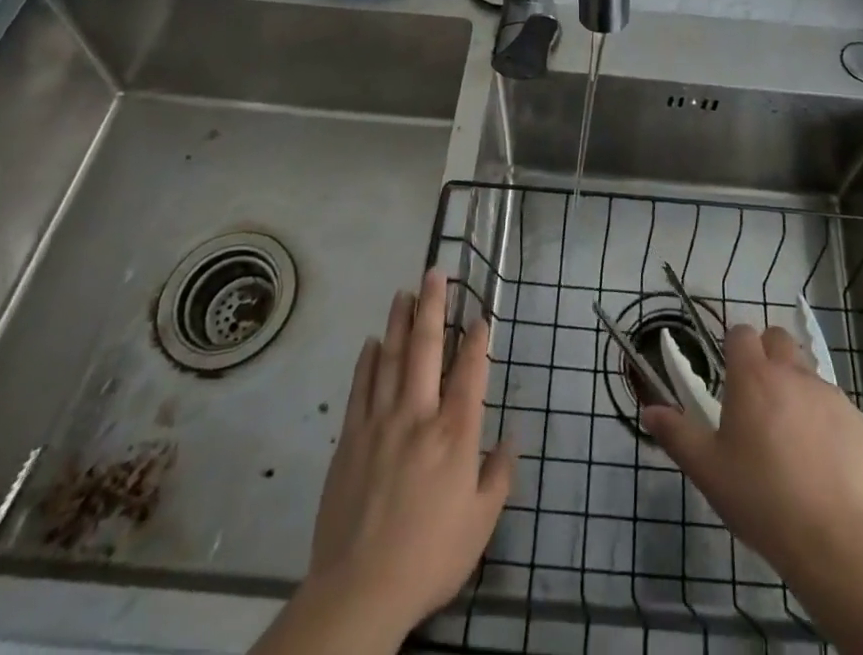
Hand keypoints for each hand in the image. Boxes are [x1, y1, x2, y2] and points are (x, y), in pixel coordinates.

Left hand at [254, 269, 514, 654]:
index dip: (477, 340)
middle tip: (435, 273)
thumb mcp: (480, 525)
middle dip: (433, 306)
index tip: (480, 315)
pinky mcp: (350, 438)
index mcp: (455, 433)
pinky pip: (360, 387)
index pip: (470, 372)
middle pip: (426, 347)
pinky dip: (367, 360)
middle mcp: (419, 414)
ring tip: (404, 292)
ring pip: (390, 357)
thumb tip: (512, 439)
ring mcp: (380, 422)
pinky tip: (372, 342)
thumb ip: (499, 476)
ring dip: (398, 321)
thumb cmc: (429, 557)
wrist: (359, 590)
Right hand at [642, 321, 862, 581]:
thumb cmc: (760, 499)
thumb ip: (675, 433)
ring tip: (792, 438)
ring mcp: (832, 396)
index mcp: (753, 376)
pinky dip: (828, 425)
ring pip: (810, 375)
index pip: (741, 333)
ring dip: (798, 391)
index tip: (730, 375)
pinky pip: (839, 410)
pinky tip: (824, 465)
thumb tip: (649, 410)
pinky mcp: (861, 424)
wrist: (833, 542)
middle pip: (779, 340)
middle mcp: (793, 373)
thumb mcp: (706, 469)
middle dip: (768, 356)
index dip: (734, 347)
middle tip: (759, 398)